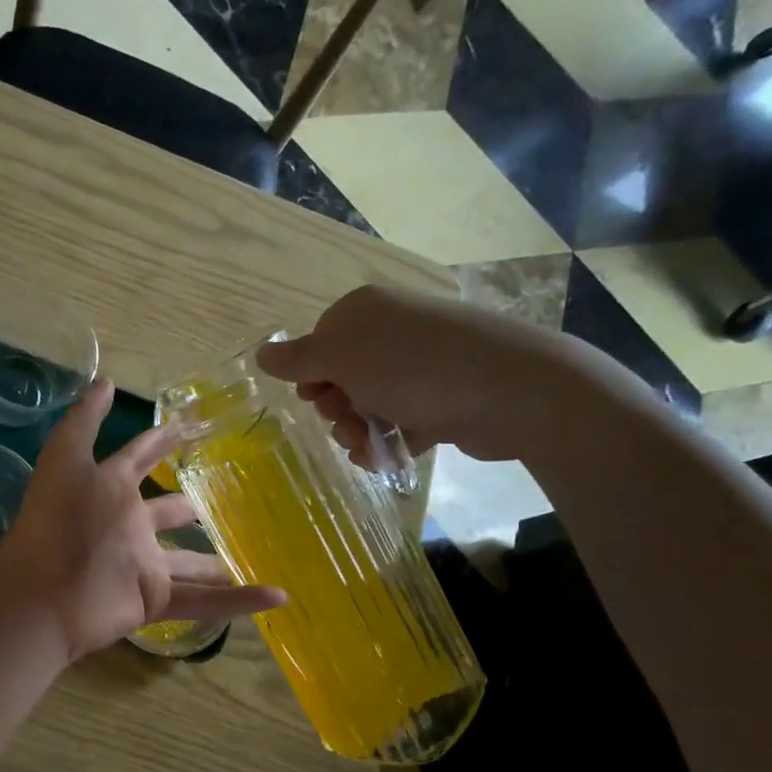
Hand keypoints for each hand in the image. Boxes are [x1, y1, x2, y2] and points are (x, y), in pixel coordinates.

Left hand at [0, 381, 285, 661]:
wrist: (42, 593)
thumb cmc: (56, 521)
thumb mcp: (66, 459)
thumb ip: (84, 420)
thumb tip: (105, 379)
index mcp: (110, 490)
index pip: (141, 458)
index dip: (162, 441)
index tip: (191, 426)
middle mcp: (130, 525)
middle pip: (168, 512)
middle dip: (189, 506)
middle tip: (222, 498)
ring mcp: (143, 565)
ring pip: (189, 562)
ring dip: (215, 560)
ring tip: (247, 551)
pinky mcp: (154, 599)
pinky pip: (204, 601)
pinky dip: (240, 600)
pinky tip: (277, 596)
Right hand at [258, 284, 596, 463]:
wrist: (511, 389)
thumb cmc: (412, 368)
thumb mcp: (341, 358)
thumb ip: (297, 359)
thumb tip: (261, 353)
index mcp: (364, 312)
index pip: (318, 344)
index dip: (311, 377)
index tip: (316, 399)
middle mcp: (393, 331)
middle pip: (343, 377)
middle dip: (337, 409)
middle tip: (347, 424)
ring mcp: (422, 364)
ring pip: (371, 403)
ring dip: (360, 430)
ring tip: (370, 448)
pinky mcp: (445, 396)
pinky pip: (402, 420)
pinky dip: (390, 441)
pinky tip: (387, 459)